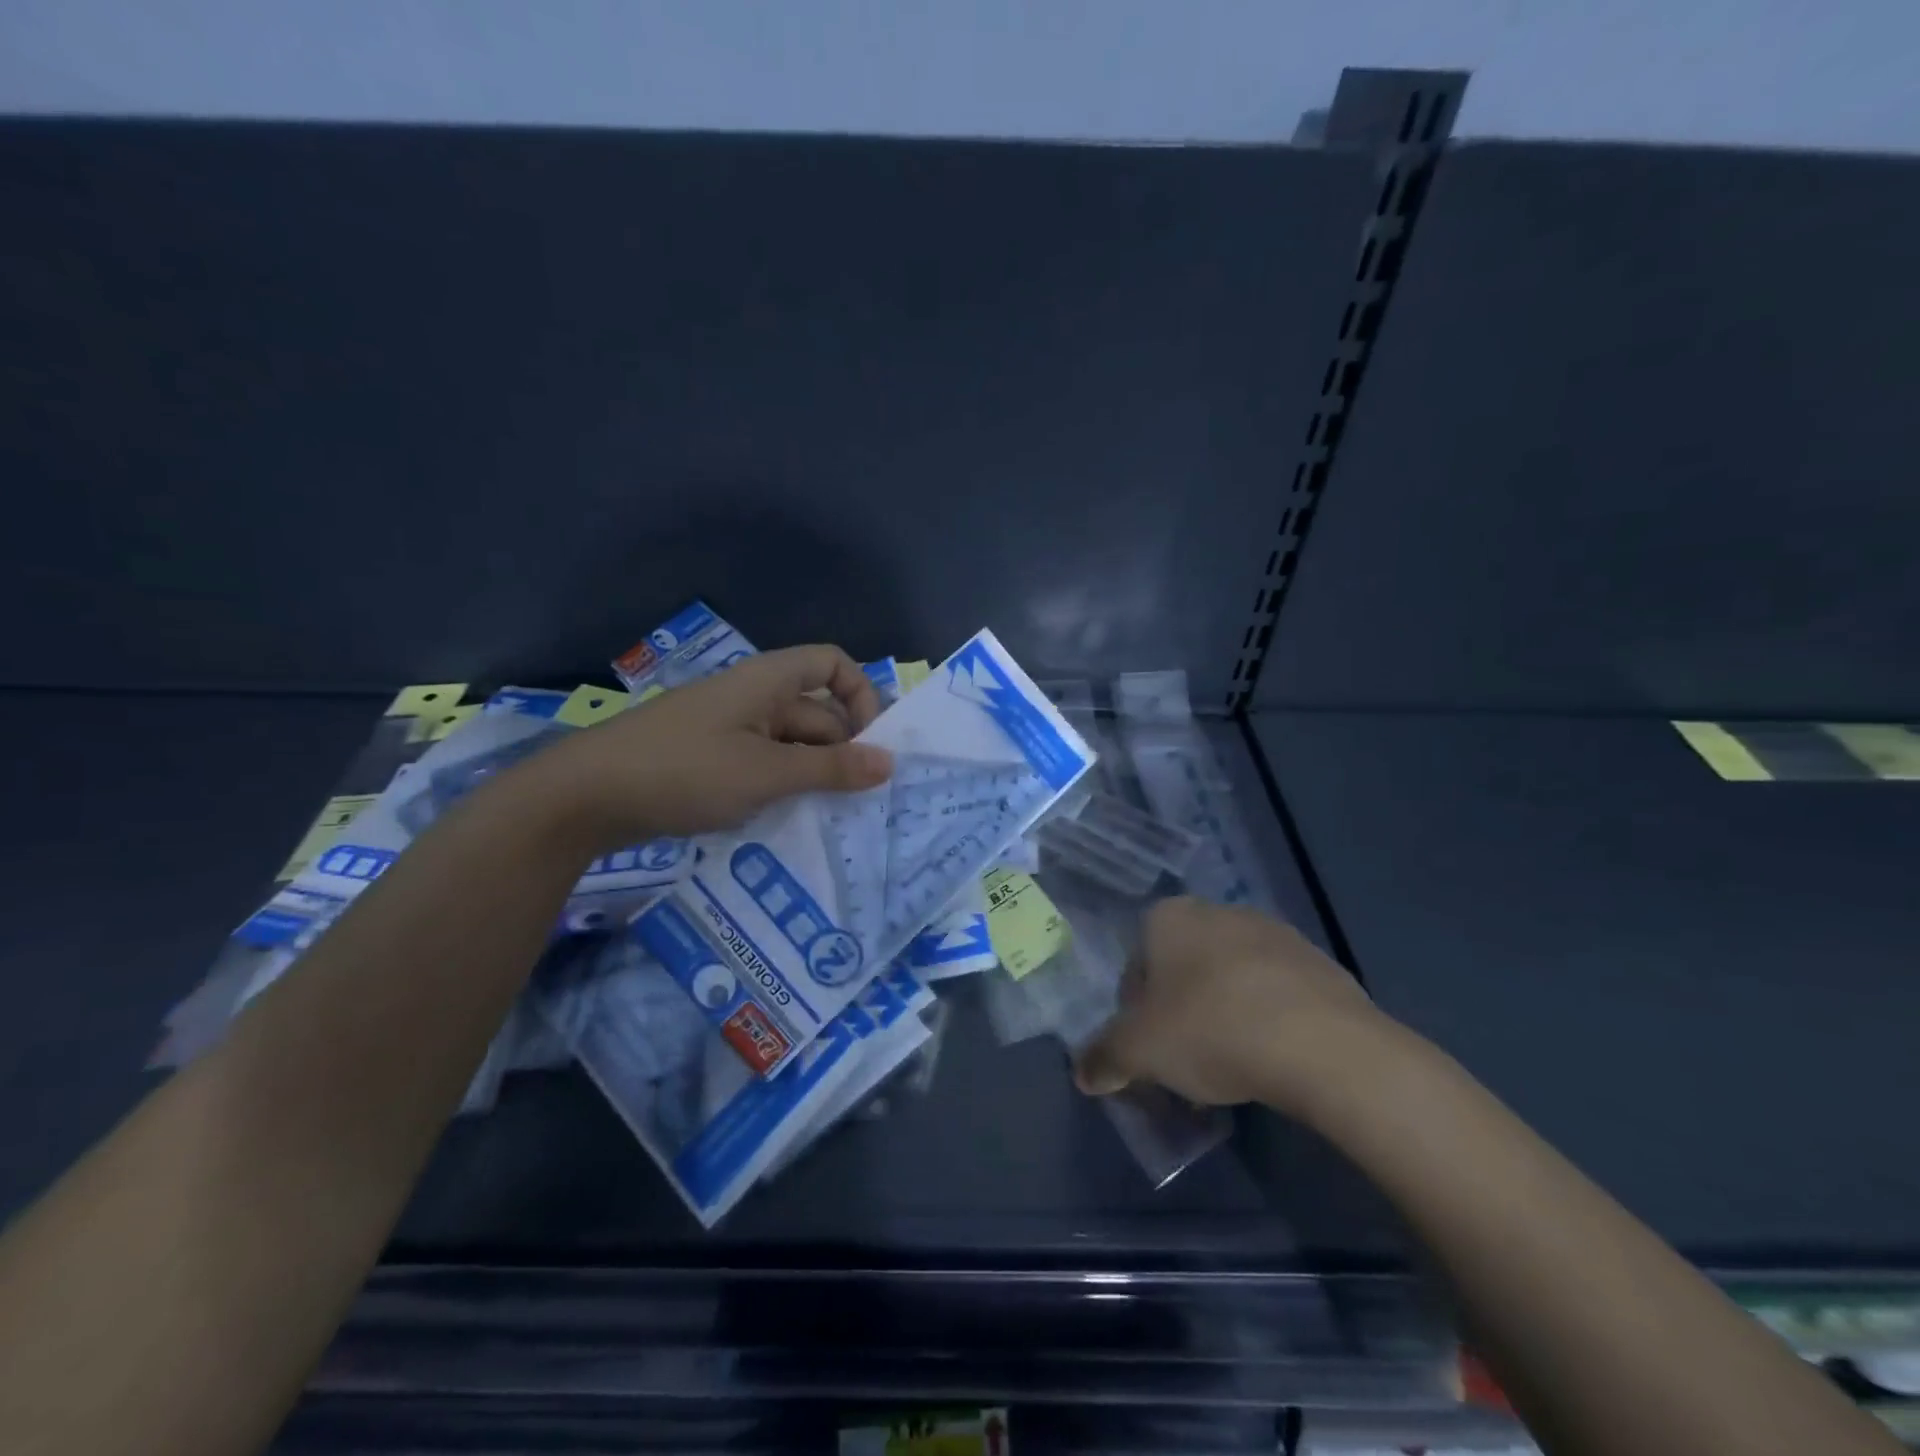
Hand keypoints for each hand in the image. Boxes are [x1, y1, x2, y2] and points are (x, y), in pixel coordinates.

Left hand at [509, 644, 892, 849]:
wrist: (583, 796)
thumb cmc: (683, 771)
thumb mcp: (765, 773)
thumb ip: (830, 769)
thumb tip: (890, 762)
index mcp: (767, 682)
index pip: (831, 664)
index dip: (860, 694)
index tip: (870, 742)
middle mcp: (752, 698)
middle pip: (816, 712)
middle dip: (841, 752)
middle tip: (858, 801)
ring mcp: (729, 730)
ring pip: (790, 745)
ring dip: (812, 776)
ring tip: (826, 817)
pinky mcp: (710, 760)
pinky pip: (762, 765)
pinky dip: (781, 787)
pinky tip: (786, 820)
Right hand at [1073, 896, 1384, 1111]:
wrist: (1323, 1044)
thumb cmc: (1212, 1030)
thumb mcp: (1140, 1052)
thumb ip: (1104, 1058)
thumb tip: (1083, 1074)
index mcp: (1170, 917)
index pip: (1136, 963)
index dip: (1135, 1009)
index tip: (1149, 1048)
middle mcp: (1219, 911)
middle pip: (1183, 967)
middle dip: (1179, 1009)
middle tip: (1186, 1059)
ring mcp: (1274, 932)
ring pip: (1230, 977)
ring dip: (1224, 1012)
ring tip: (1233, 1065)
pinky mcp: (1319, 961)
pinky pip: (1276, 991)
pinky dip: (1267, 1018)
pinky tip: (1273, 1057)